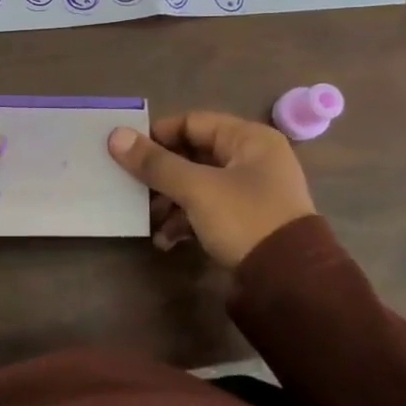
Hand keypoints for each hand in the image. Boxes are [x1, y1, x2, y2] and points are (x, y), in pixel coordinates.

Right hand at [107, 111, 316, 267]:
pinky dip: (186, 221)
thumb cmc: (245, 219)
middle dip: (161, 175)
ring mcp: (252, 192)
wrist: (290, 282)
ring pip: (198, 185)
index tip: (127, 152)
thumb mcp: (197, 189)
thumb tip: (115, 136)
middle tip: (132, 188)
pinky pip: (208, 211)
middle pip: (193, 156)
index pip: (193, 122)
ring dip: (170, 202)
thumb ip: (155, 163)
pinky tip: (166, 241)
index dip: (158, 135)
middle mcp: (253, 159)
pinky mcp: (247, 222)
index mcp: (249, 139)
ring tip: (148, 220)